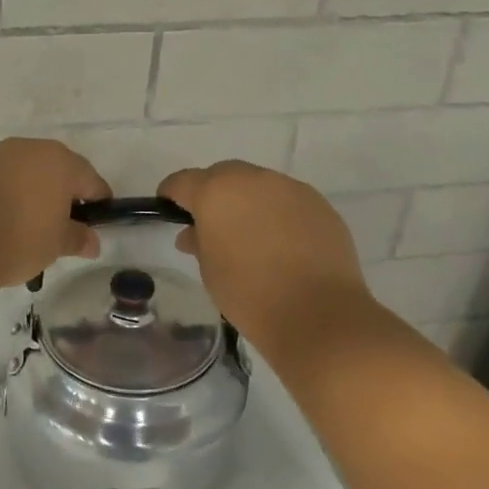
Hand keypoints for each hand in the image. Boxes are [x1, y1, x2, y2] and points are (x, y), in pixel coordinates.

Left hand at [0, 138, 112, 289]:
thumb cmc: (20, 239)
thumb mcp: (57, 244)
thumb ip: (78, 238)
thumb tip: (92, 242)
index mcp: (59, 161)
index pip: (90, 180)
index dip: (98, 202)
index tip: (98, 222)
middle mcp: (28, 148)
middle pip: (57, 169)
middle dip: (63, 193)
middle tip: (64, 223)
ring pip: (25, 171)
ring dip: (32, 191)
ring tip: (30, 223)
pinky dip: (6, 193)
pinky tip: (2, 218)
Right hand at [158, 161, 379, 363]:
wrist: (317, 313)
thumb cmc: (248, 293)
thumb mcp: (209, 270)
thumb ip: (198, 242)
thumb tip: (194, 233)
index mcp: (216, 192)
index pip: (183, 181)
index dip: (172, 194)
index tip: (169, 209)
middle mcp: (253, 179)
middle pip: (223, 175)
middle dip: (213, 193)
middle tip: (212, 223)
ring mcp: (290, 188)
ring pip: (259, 185)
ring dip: (248, 202)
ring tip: (250, 235)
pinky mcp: (319, 204)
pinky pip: (287, 201)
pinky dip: (278, 214)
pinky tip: (282, 243)